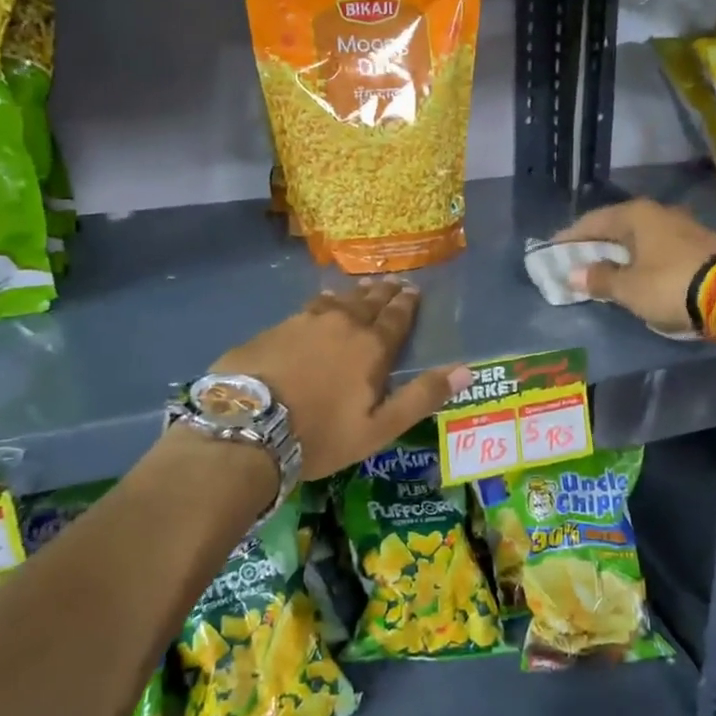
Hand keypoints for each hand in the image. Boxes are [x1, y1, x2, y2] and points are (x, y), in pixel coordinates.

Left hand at [213, 281, 471, 479]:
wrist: (248, 427)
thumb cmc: (320, 434)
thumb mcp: (379, 428)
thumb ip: (422, 397)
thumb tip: (466, 370)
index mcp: (371, 348)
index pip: (395, 319)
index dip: (406, 304)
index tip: (413, 290)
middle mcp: (342, 325)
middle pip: (368, 303)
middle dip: (384, 292)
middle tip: (394, 281)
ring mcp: (305, 323)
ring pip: (338, 300)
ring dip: (354, 293)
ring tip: (363, 286)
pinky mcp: (275, 329)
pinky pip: (308, 307)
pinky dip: (322, 301)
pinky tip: (321, 301)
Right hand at [553, 199, 715, 332]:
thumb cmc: (670, 285)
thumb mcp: (629, 288)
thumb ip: (600, 279)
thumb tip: (574, 274)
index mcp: (637, 215)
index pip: (593, 221)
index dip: (570, 237)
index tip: (552, 250)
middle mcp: (659, 213)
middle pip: (618, 226)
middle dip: (596, 244)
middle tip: (576, 261)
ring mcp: (683, 227)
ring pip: (640, 237)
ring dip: (620, 253)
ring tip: (604, 270)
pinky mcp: (700, 245)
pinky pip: (658, 249)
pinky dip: (642, 259)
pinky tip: (637, 273)